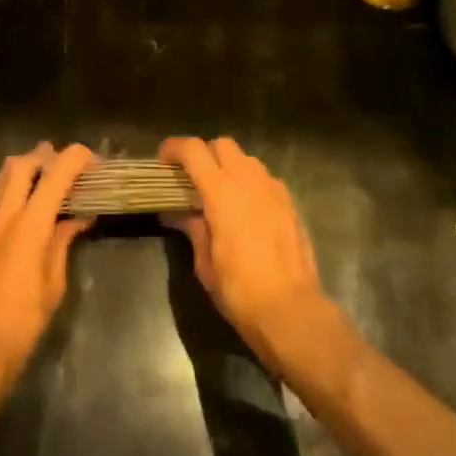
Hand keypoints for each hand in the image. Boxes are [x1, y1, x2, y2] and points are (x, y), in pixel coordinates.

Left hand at [0, 143, 95, 388]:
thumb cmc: (25, 319)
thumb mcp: (54, 282)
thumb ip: (64, 240)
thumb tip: (81, 215)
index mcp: (29, 227)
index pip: (54, 175)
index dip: (76, 159)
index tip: (94, 160)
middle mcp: (5, 215)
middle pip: (23, 162)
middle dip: (48, 156)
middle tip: (71, 168)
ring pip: (5, 173)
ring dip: (30, 166)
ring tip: (52, 179)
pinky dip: (16, 183)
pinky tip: (32, 201)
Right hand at [159, 137, 335, 371]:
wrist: (291, 310)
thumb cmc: (239, 290)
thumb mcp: (205, 263)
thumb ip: (193, 230)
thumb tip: (178, 214)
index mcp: (221, 192)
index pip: (194, 150)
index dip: (174, 148)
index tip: (163, 161)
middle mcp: (249, 181)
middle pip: (223, 144)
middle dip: (204, 154)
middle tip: (193, 178)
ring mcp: (273, 189)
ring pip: (247, 159)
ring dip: (229, 167)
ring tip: (221, 194)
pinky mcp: (290, 203)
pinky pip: (265, 180)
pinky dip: (250, 184)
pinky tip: (246, 211)